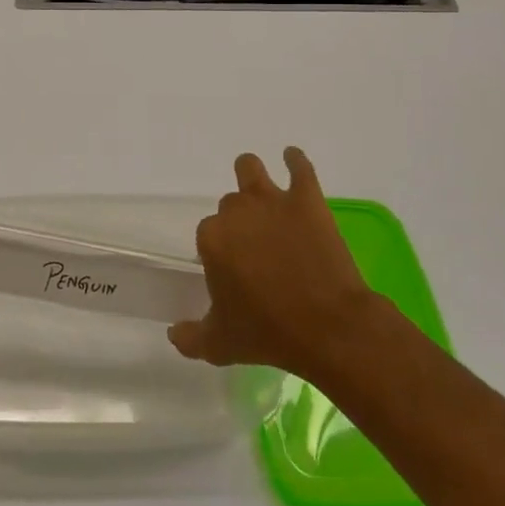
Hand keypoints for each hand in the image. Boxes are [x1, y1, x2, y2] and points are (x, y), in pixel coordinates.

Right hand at [169, 148, 383, 387]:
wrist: (330, 328)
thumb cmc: (269, 334)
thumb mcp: (220, 345)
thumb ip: (190, 337)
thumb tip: (174, 333)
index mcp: (211, 238)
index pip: (207, 234)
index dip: (219, 251)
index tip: (232, 270)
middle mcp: (236, 211)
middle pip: (229, 205)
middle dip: (238, 221)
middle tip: (255, 246)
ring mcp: (273, 201)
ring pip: (250, 168)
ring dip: (251, 174)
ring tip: (258, 188)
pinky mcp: (308, 200)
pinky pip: (300, 166)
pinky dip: (295, 160)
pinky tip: (293, 159)